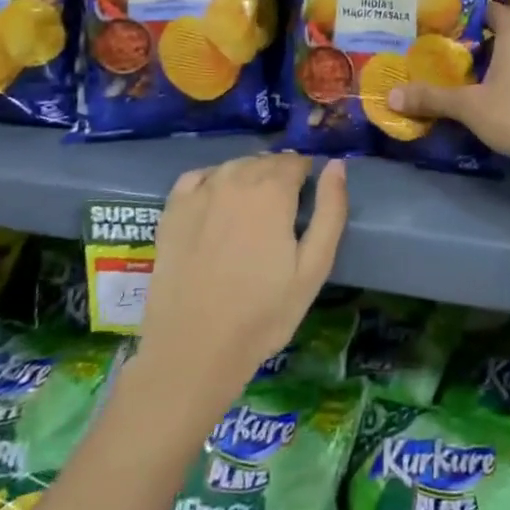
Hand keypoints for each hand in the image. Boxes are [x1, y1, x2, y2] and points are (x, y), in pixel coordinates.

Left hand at [134, 154, 346, 420]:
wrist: (194, 348)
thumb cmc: (263, 313)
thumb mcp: (314, 268)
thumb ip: (330, 210)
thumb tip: (337, 164)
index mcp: (272, 191)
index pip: (295, 162)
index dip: (306, 177)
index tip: (307, 201)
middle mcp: (235, 179)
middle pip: (264, 162)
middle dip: (279, 176)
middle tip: (283, 212)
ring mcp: (199, 192)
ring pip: (233, 166)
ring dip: (249, 177)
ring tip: (253, 212)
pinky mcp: (172, 209)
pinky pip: (199, 177)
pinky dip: (214, 180)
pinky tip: (218, 203)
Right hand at [387, 1, 509, 183]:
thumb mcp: (468, 106)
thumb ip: (432, 98)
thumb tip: (391, 95)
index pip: (494, 10)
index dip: (474, 14)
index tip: (451, 24)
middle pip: (509, 32)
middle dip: (485, 42)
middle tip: (457, 53)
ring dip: (504, 62)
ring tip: (476, 77)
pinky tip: (503, 97)